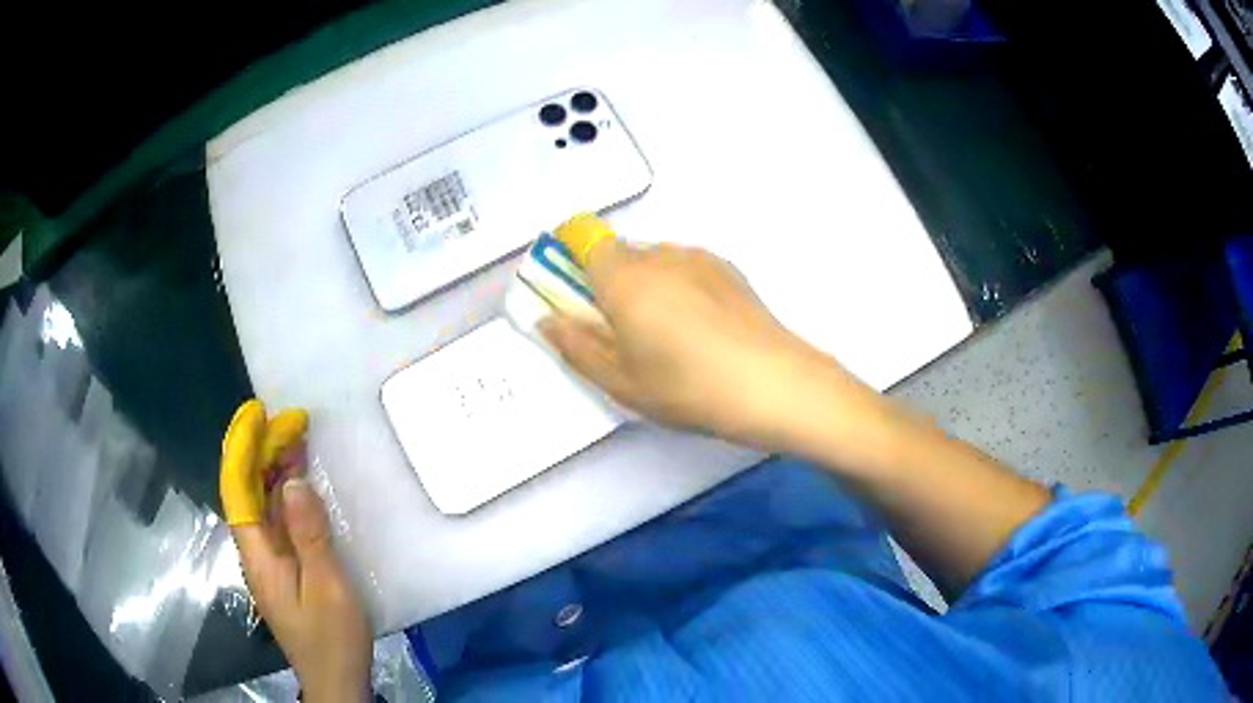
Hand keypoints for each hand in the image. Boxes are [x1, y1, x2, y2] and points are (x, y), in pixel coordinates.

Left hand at [220, 400, 371, 702]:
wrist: (335, 680)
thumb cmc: (331, 636)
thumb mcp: (326, 586)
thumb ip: (308, 534)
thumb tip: (292, 481)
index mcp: (258, 554)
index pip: (238, 489)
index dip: (242, 448)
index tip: (257, 414)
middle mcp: (255, 552)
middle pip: (247, 492)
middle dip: (261, 452)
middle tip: (291, 423)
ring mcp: (268, 562)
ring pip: (262, 505)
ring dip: (274, 470)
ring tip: (297, 440)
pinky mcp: (283, 570)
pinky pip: (277, 521)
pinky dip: (285, 495)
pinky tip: (300, 486)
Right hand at [540, 238, 869, 449]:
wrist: (774, 384)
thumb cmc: (690, 388)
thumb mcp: (622, 382)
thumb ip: (576, 347)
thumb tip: (548, 320)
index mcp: (624, 277)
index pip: (581, 236)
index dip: (567, 255)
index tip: (571, 290)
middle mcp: (659, 254)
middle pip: (617, 252)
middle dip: (606, 282)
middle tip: (619, 331)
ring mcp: (698, 258)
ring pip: (653, 260)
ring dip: (644, 286)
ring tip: (666, 337)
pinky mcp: (727, 268)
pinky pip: (685, 267)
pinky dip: (677, 287)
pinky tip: (698, 330)